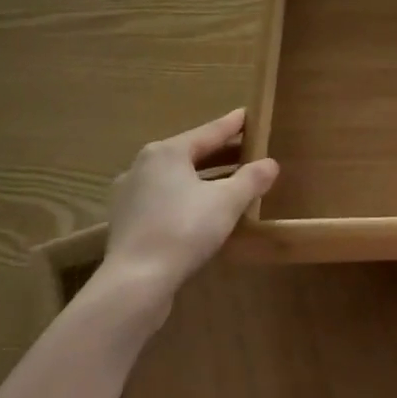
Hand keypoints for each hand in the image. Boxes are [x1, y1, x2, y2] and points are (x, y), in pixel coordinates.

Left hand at [93, 109, 277, 313]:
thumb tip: (270, 163)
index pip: (209, 132)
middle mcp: (143, 166)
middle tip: (247, 150)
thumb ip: (251, 179)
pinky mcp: (126, 223)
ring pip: (176, 179)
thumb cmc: (184, 230)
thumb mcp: (228, 201)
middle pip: (191, 154)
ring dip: (204, 179)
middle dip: (220, 154)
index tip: (248, 114)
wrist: (135, 283)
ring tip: (230, 183)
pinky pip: (165, 200)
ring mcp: (130, 195)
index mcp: (166, 152)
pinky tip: (202, 211)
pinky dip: (187, 199)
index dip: (232, 125)